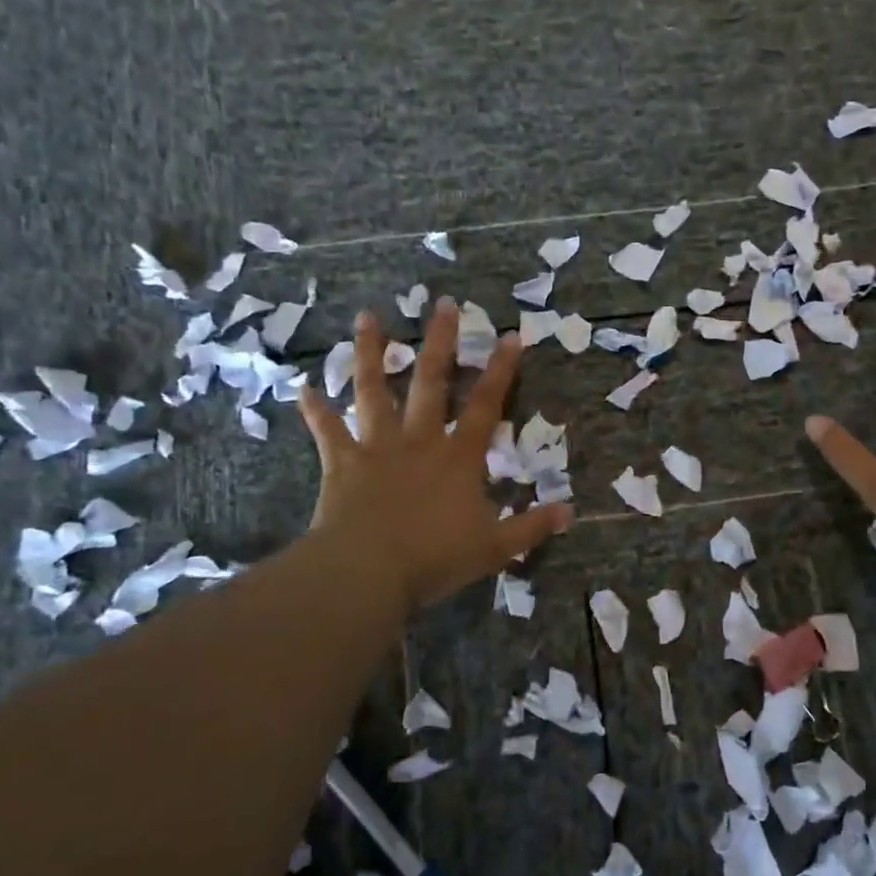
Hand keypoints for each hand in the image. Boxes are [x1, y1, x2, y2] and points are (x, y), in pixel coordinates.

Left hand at [299, 300, 572, 613]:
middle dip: (440, 341)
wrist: (369, 571)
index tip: (510, 336)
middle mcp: (419, 440)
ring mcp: (377, 447)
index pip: (485, 405)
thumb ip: (532, 527)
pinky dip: (315, 410)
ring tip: (367, 317)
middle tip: (443, 304)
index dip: (500, 371)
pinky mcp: (343, 463)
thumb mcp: (495, 548)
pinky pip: (327, 431)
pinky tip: (303, 387)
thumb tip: (572, 512)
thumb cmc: (435, 558)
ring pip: (373, 391)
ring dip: (370, 354)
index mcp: (458, 457)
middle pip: (430, 382)